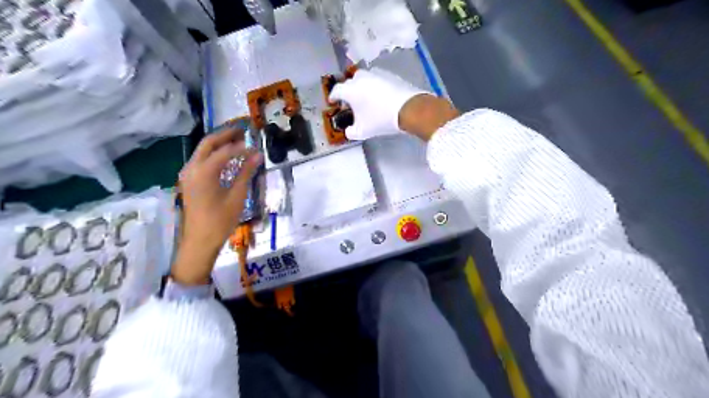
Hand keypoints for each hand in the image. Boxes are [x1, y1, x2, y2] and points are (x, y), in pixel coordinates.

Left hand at [171, 128, 262, 285]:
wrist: (199, 241)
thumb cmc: (220, 220)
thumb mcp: (237, 196)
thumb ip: (246, 173)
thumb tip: (258, 155)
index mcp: (204, 171)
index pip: (225, 151)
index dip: (242, 148)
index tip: (256, 147)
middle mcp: (192, 168)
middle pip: (208, 143)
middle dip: (225, 135)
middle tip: (243, 132)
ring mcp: (188, 174)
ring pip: (202, 150)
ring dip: (218, 143)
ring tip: (237, 141)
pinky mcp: (189, 181)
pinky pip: (200, 160)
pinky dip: (213, 154)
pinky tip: (225, 157)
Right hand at [326, 69, 424, 139]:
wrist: (408, 108)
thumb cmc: (380, 119)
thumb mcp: (363, 131)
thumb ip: (351, 132)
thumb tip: (348, 131)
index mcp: (350, 90)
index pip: (336, 90)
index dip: (333, 97)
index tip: (333, 102)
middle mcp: (361, 78)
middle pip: (350, 82)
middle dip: (348, 90)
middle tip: (351, 101)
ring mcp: (376, 74)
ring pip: (365, 78)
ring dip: (362, 86)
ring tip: (366, 97)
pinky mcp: (390, 75)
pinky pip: (378, 79)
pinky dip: (375, 86)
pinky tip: (380, 95)